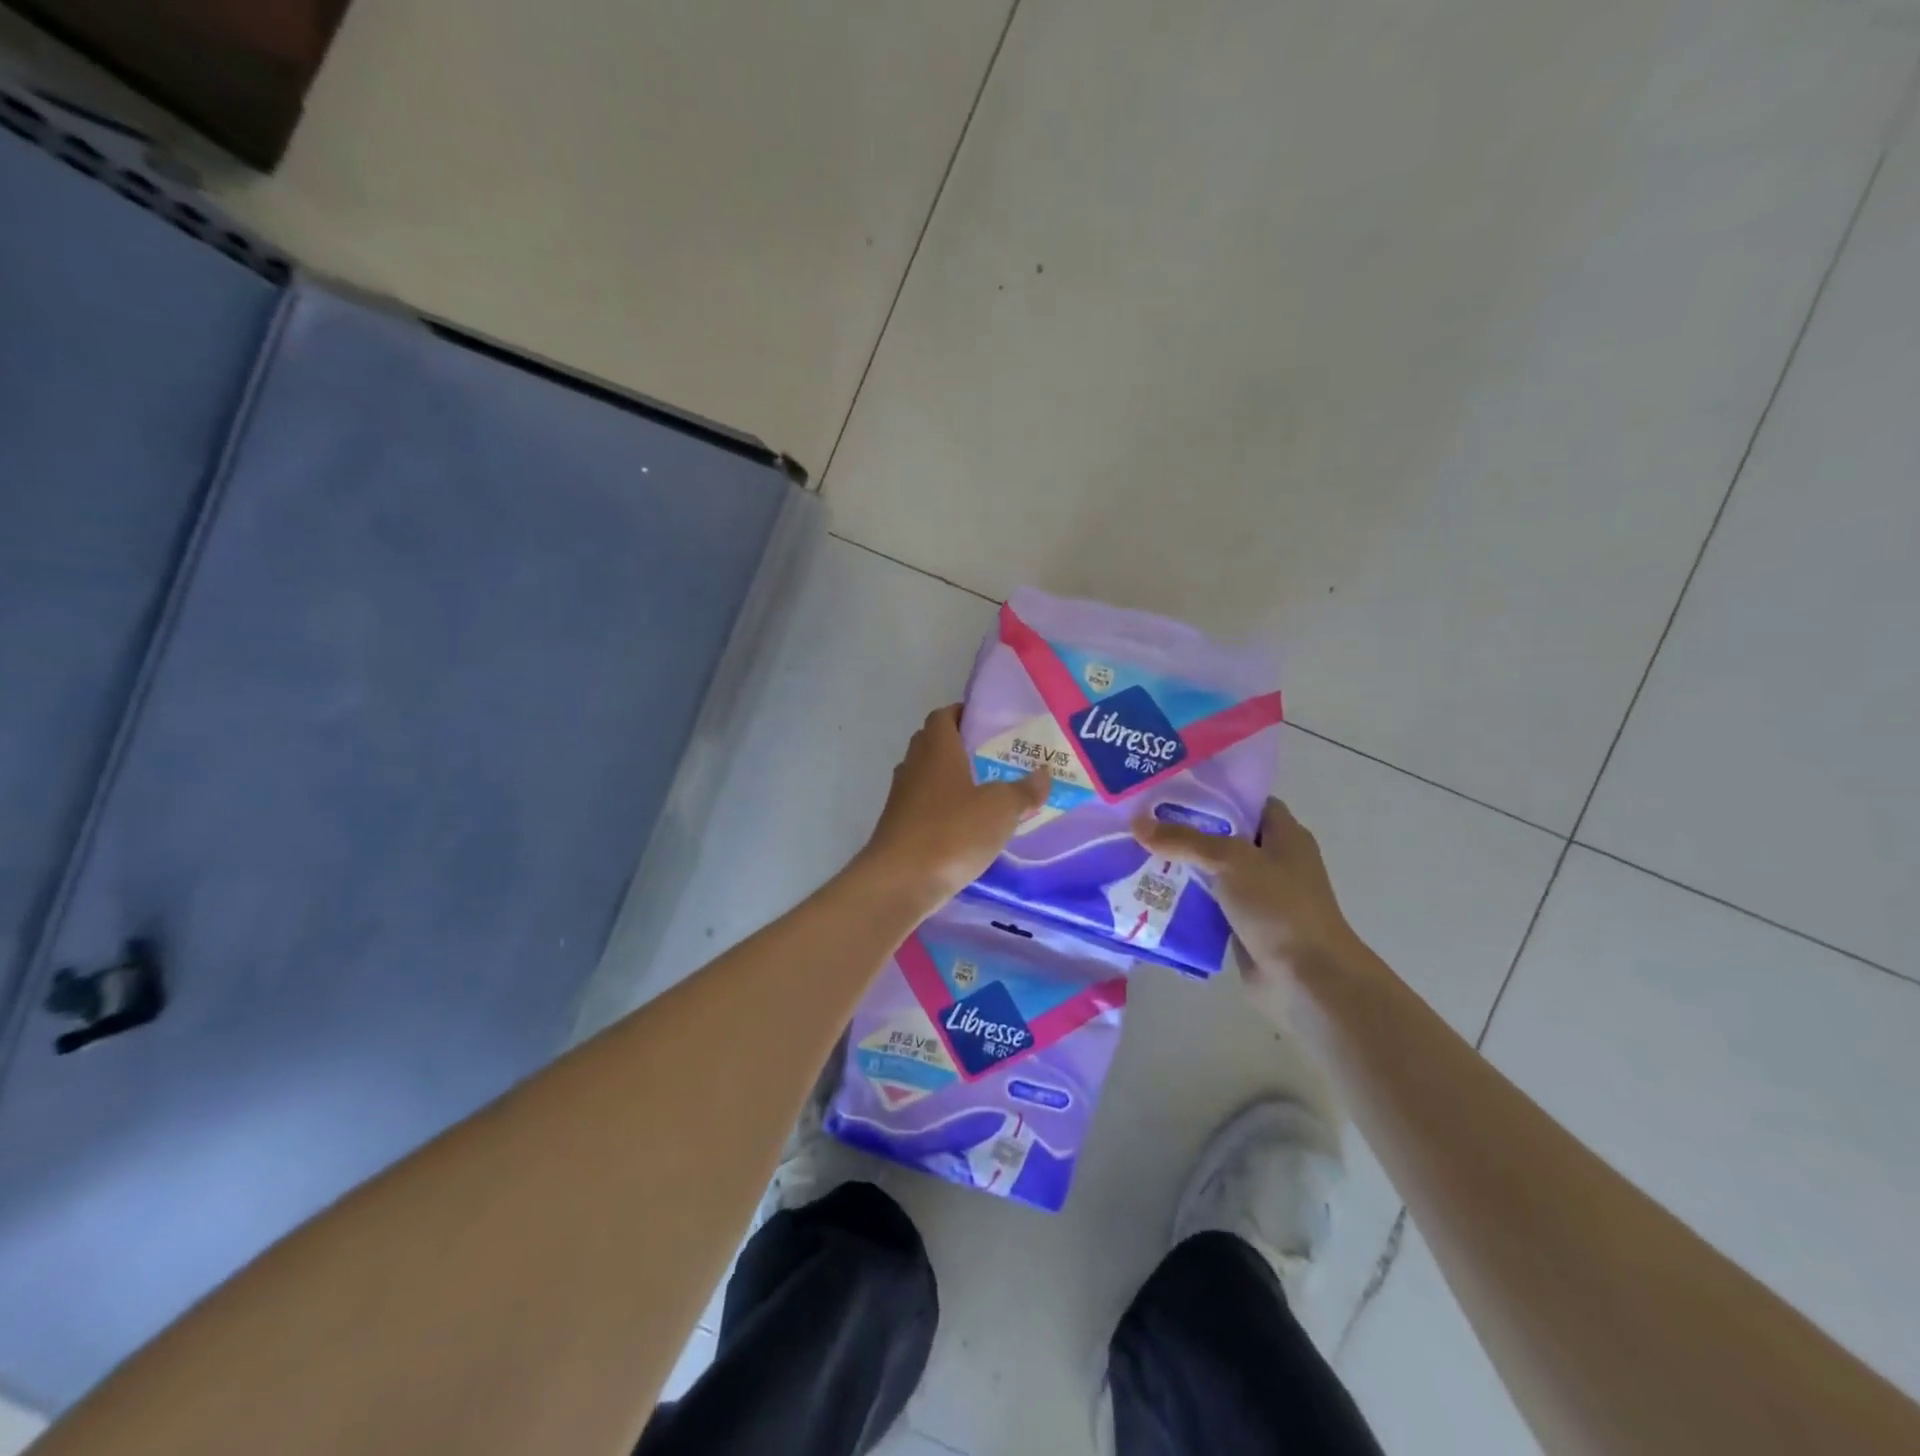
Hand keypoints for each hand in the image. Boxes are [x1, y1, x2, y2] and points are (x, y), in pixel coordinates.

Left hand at [856, 706, 1051, 914]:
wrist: (900, 881)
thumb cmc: (952, 832)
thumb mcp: (1000, 809)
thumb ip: (1024, 790)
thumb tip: (1043, 774)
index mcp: (937, 749)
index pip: (943, 715)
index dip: (963, 713)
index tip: (987, 723)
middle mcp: (914, 766)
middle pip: (933, 744)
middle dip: (959, 746)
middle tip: (993, 757)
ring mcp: (901, 798)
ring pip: (927, 777)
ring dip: (950, 780)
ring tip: (985, 793)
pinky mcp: (897, 828)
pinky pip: (922, 807)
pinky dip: (942, 810)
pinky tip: (965, 828)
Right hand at [1133, 798, 1373, 1022]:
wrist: (1307, 980)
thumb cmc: (1279, 907)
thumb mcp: (1231, 861)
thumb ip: (1184, 840)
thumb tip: (1137, 823)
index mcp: (1284, 835)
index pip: (1245, 800)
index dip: (1212, 791)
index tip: (1170, 787)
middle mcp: (1272, 861)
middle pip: (1223, 835)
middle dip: (1185, 828)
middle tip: (1141, 818)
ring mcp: (1258, 896)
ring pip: (1211, 871)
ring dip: (1180, 866)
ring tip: (1134, 851)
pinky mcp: (1241, 926)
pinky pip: (1206, 904)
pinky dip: (1183, 899)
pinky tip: (1148, 892)